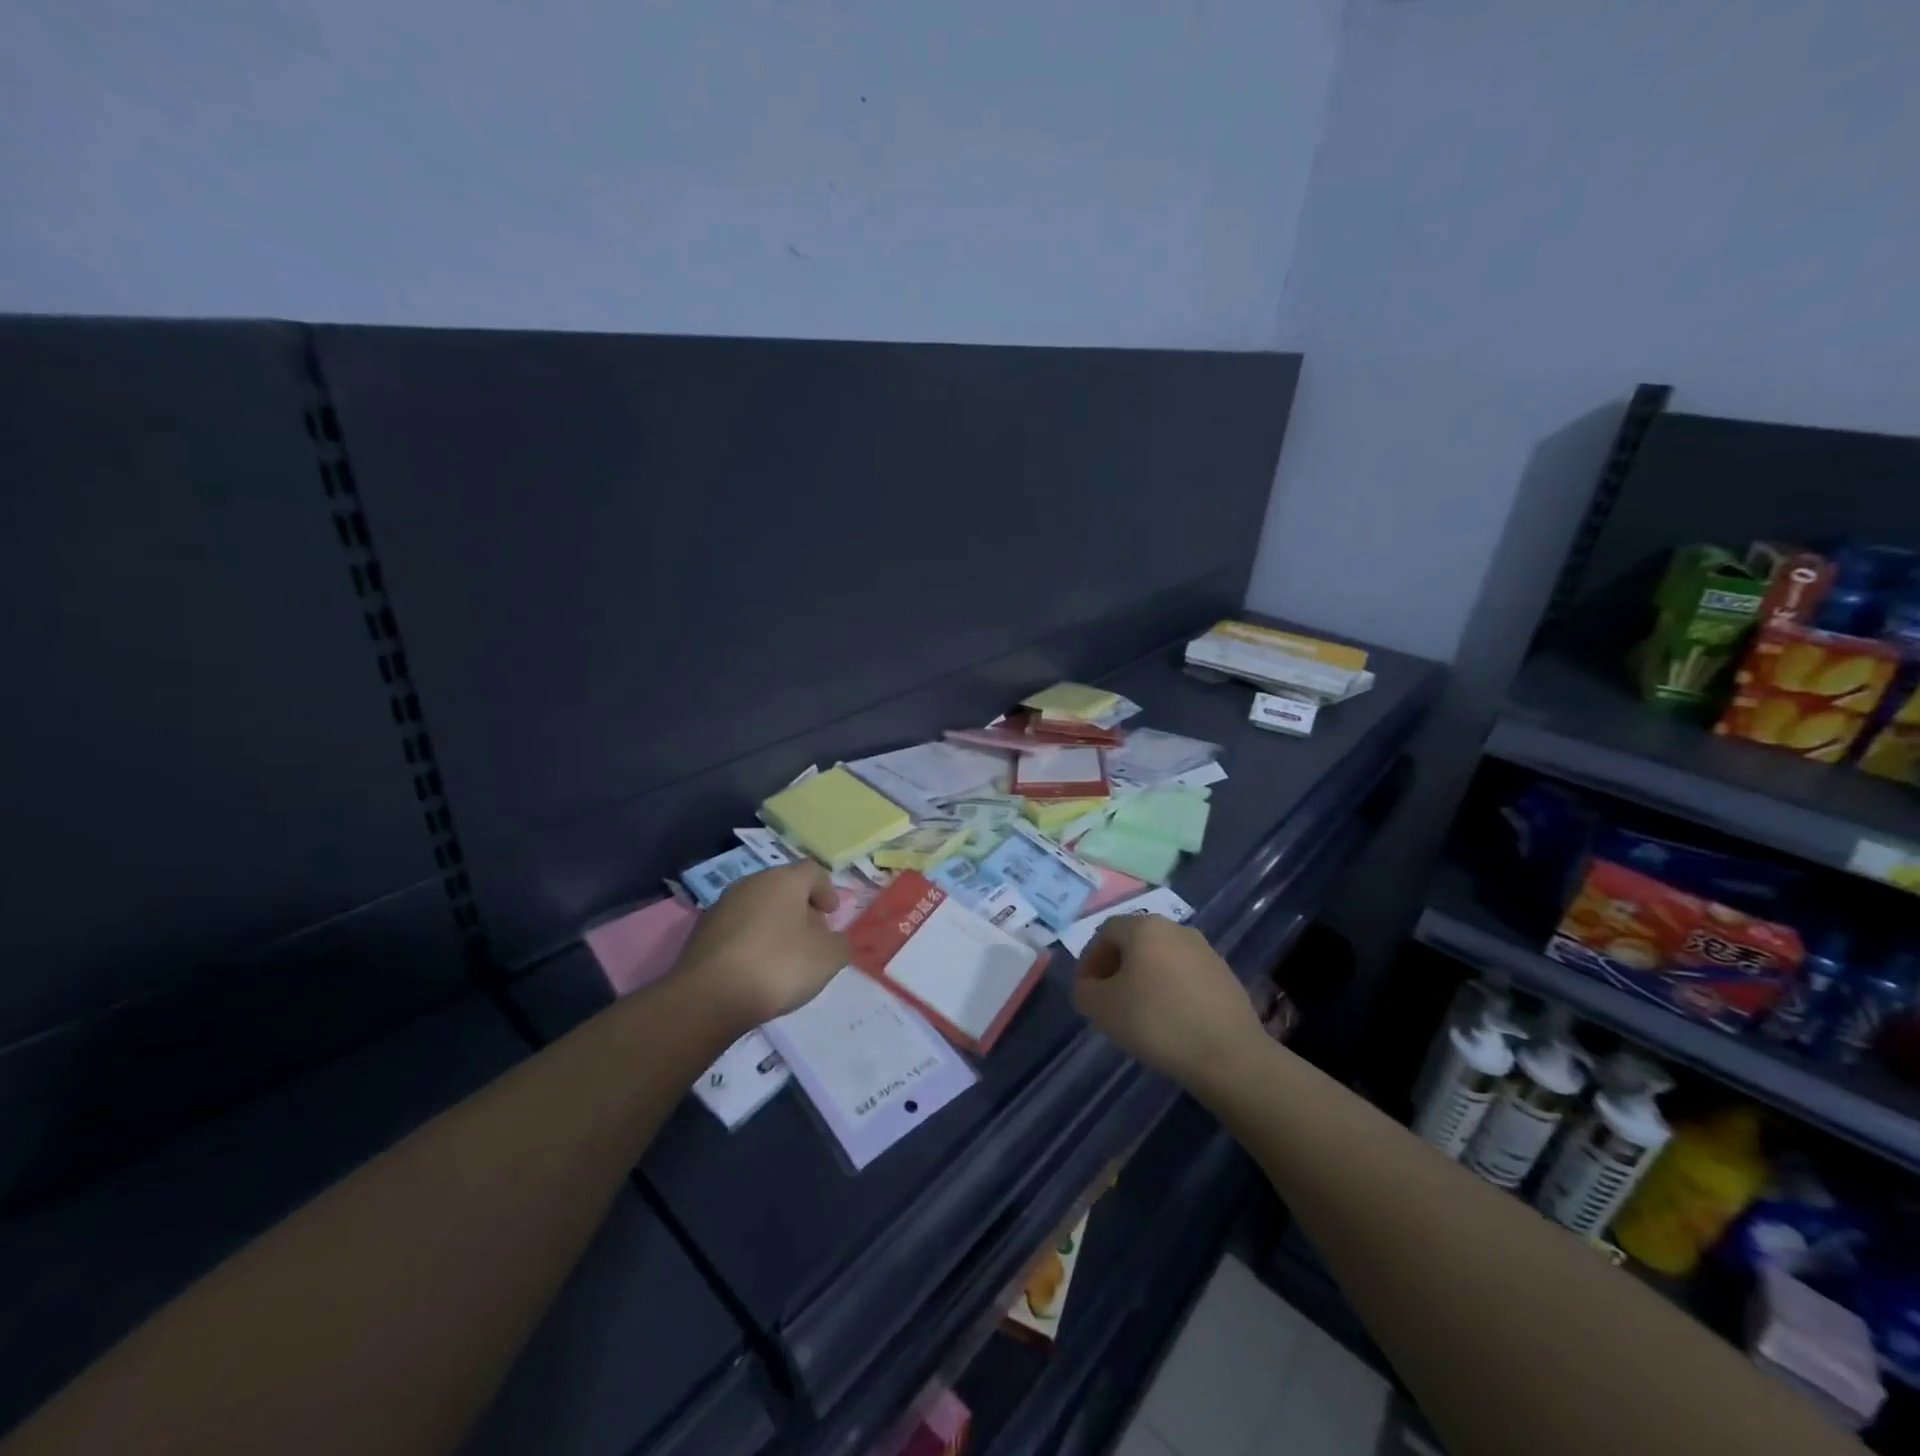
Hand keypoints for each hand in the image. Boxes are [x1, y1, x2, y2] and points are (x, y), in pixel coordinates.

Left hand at [674, 863, 847, 1026]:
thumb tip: (834, 940)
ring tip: (783, 955)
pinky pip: (736, 928)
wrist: (708, 997)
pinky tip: (754, 967)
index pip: (812, 871)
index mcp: (783, 880)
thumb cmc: (777, 966)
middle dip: (800, 908)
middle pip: (783, 887)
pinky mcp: (701, 932)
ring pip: (757, 906)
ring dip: (774, 923)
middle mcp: (750, 883)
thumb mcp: (827, 958)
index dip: (827, 890)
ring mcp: (721, 906)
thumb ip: (840, 943)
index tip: (832, 915)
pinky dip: (750, 940)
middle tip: (812, 935)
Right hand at [1072, 914, 1263, 1086]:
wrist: (1229, 1055)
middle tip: (1109, 1000)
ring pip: (1162, 958)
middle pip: (1136, 941)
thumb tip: (1090, 986)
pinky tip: (1171, 1020)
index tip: (1086, 991)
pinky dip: (1172, 990)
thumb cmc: (1156, 1023)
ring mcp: (1205, 950)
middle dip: (1117, 968)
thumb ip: (1084, 990)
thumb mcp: (1101, 1008)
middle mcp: (1176, 929)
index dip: (1090, 960)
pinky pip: (1186, 976)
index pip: (1106, 932)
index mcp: (1144, 927)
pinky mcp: (1226, 975)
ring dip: (1146, 978)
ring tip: (1140, 1013)